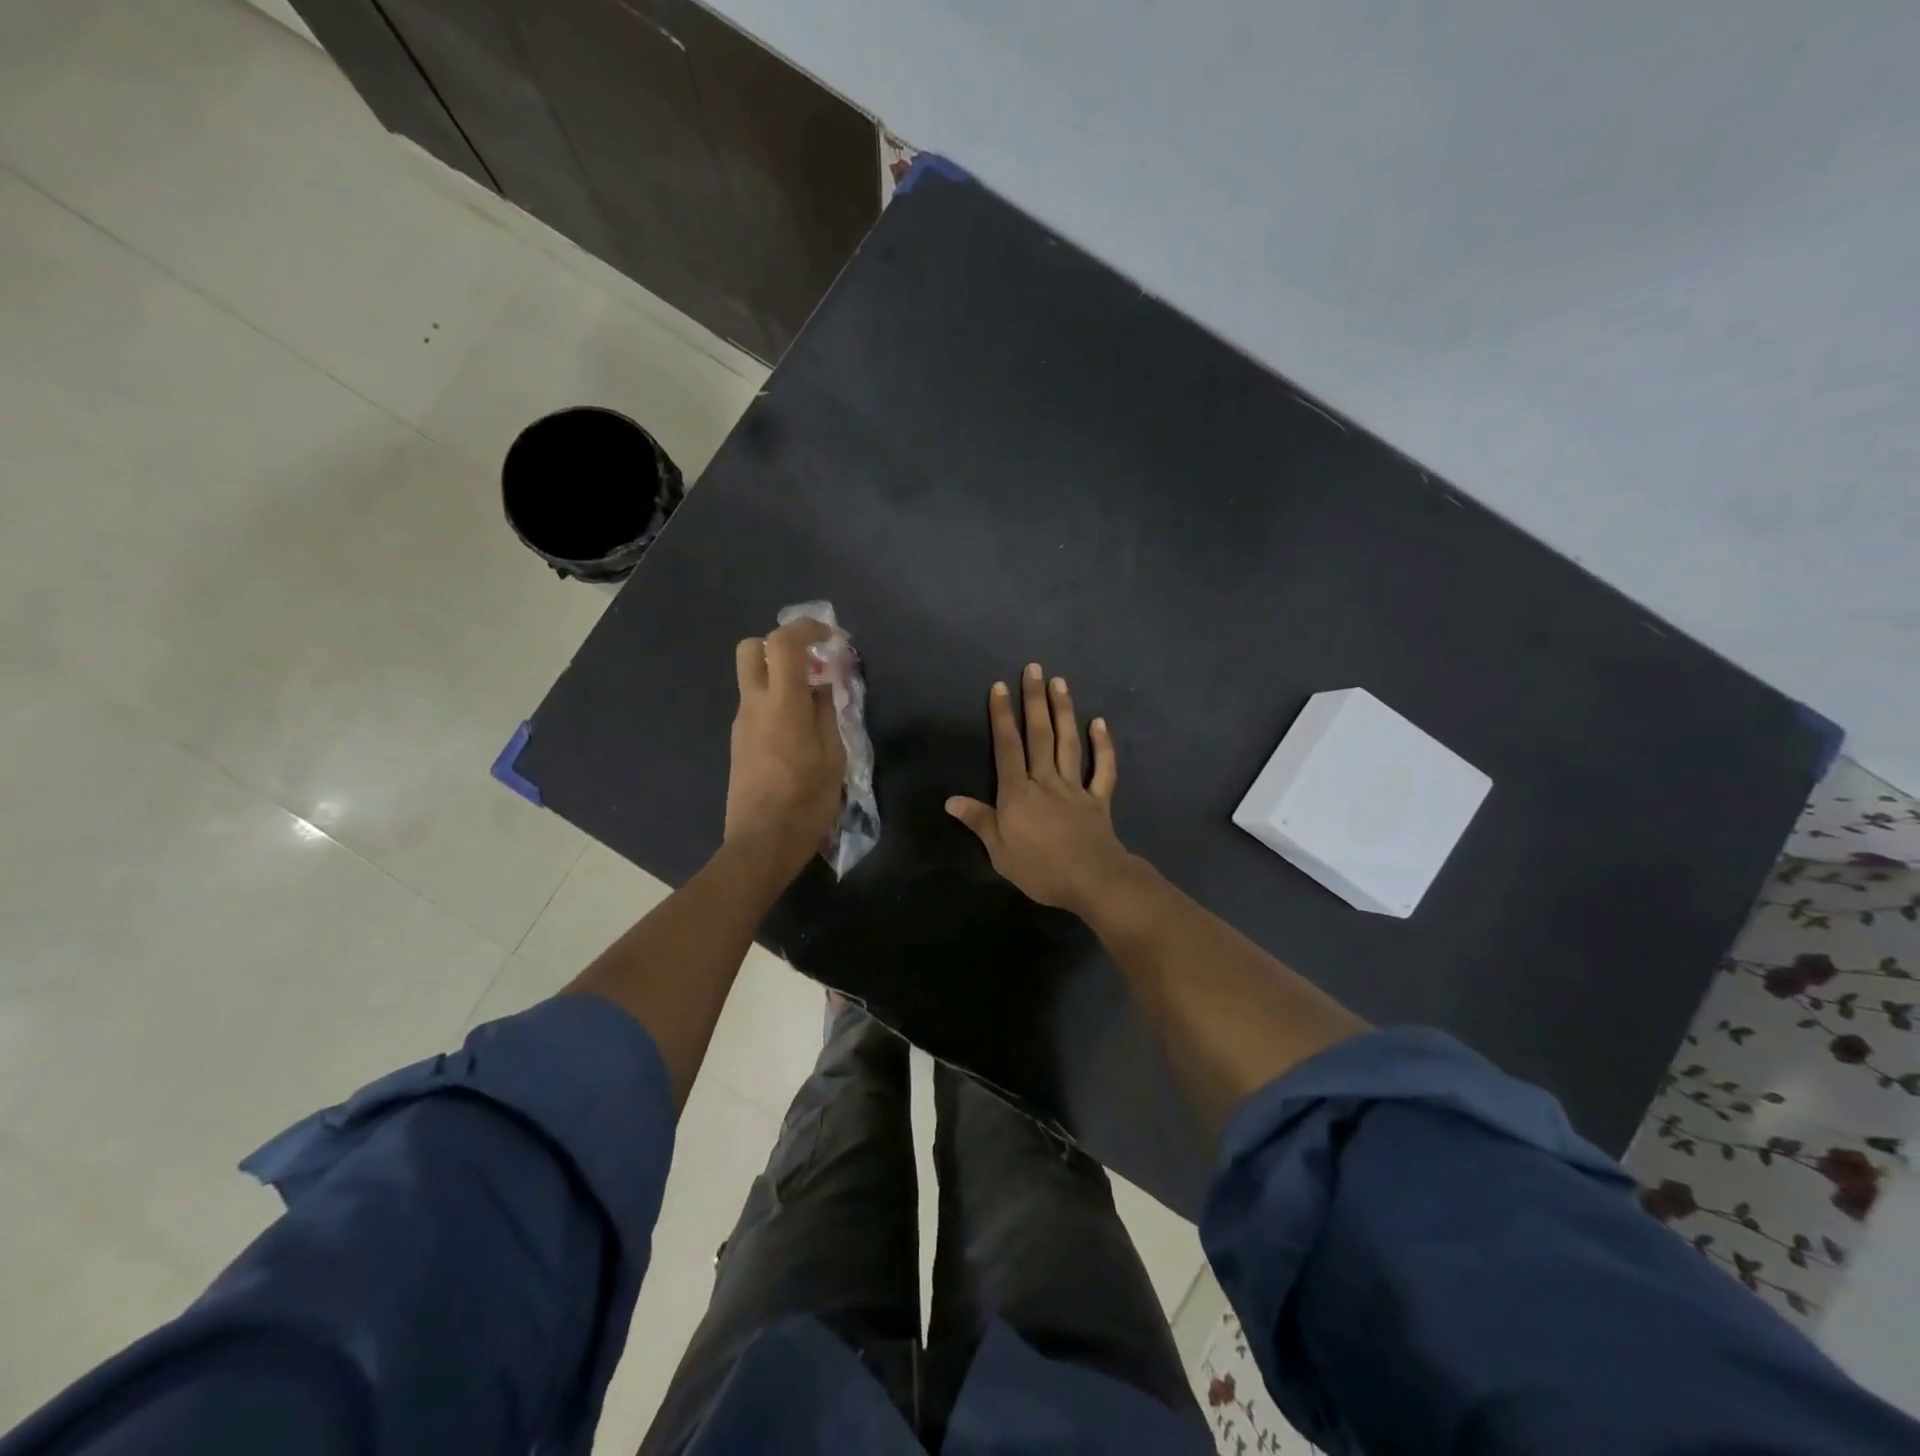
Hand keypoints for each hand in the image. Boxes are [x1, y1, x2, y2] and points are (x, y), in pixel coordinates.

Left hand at [725, 619, 846, 875]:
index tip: (831, 639)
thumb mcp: (833, 758)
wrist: (761, 844)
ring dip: (780, 677)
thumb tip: (820, 688)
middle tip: (811, 665)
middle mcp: (754, 706)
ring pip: (752, 678)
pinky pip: (755, 706)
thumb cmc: (806, 802)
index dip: (807, 629)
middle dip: (781, 645)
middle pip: (751, 648)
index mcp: (783, 705)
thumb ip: (827, 714)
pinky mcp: (739, 742)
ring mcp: (741, 724)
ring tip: (814, 706)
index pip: (784, 643)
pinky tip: (799, 734)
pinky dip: (776, 702)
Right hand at [946, 662, 1135, 914]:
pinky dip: (1103, 745)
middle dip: (1034, 700)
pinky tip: (1100, 723)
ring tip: (1060, 682)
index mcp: (1017, 792)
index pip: (1007, 747)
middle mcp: (1045, 780)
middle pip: (1039, 735)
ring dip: (1064, 711)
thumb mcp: (998, 850)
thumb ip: (978, 821)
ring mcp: (1075, 787)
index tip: (1000, 686)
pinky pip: (1103, 769)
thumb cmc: (1039, 868)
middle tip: (1034, 668)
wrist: (1091, 879)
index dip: (1001, 716)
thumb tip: (951, 800)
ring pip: (1068, 743)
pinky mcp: (1098, 799)